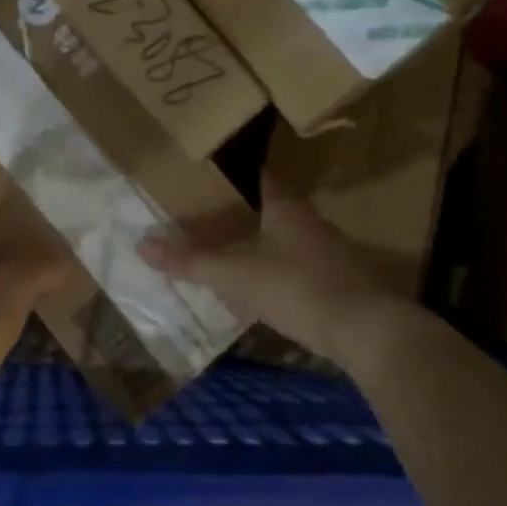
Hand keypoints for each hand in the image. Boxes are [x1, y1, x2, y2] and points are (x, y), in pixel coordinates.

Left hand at [0, 247, 69, 387]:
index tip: (40, 248)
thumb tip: (66, 258)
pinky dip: (3, 344)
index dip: (9, 242)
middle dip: (14, 281)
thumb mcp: (16, 284)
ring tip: (47, 319)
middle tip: (54, 285)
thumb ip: (42, 268)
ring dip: (9, 314)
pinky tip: (26, 350)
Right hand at [139, 177, 417, 366]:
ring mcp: (331, 252)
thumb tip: (141, 244)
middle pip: (273, 209)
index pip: (259, 177)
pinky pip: (300, 268)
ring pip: (288, 240)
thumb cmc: (295, 287)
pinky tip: (264, 290)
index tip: (208, 178)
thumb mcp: (234, 275)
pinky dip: (280, 273)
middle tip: (210, 218)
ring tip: (231, 253)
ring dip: (263, 245)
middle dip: (245, 213)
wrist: (365, 329)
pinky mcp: (340, 282)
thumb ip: (190, 261)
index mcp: (286, 207)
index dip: (233, 176)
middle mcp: (311, 222)